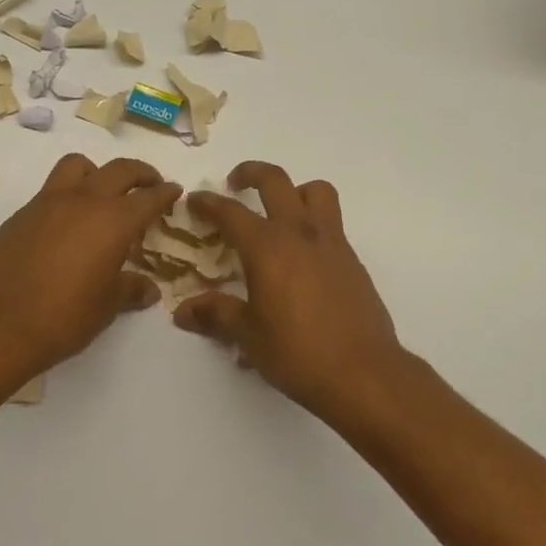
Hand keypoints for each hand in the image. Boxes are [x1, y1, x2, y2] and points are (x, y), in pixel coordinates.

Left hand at [0, 154, 179, 390]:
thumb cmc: (62, 318)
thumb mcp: (105, 307)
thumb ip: (130, 290)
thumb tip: (149, 289)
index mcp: (113, 221)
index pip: (148, 197)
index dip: (166, 193)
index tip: (175, 192)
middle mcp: (82, 201)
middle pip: (119, 170)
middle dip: (141, 173)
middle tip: (150, 185)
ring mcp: (47, 204)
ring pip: (77, 166)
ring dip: (97, 172)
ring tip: (103, 195)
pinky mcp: (20, 215)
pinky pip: (51, 191)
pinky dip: (67, 196)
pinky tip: (66, 226)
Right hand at [174, 162, 405, 418]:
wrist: (362, 372)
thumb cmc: (297, 352)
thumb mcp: (247, 335)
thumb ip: (216, 315)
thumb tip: (183, 312)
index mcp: (267, 247)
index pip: (230, 212)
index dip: (208, 203)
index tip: (194, 200)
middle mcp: (300, 233)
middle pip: (276, 181)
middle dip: (251, 173)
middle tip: (235, 185)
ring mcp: (331, 243)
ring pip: (316, 192)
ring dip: (294, 190)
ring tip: (279, 211)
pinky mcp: (352, 260)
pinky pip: (331, 223)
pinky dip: (313, 224)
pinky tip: (301, 258)